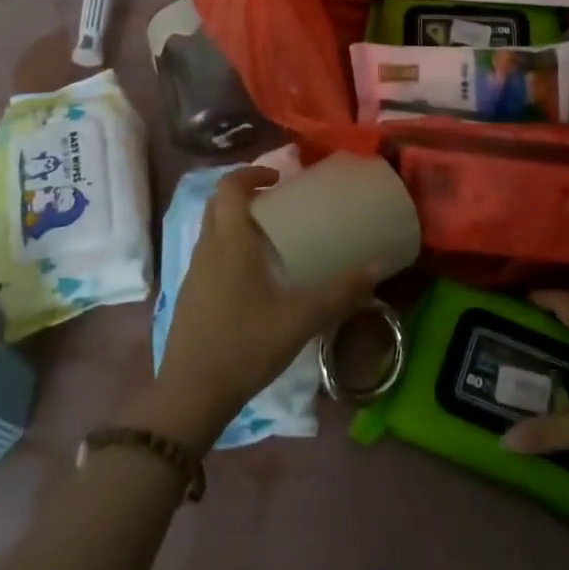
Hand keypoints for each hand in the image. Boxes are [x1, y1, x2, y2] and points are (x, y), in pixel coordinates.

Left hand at [147, 167, 380, 446]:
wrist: (190, 396)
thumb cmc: (244, 346)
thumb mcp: (300, 319)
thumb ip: (340, 292)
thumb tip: (378, 266)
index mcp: (229, 242)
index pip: (230, 187)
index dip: (252, 173)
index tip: (280, 179)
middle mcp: (207, 249)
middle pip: (218, 203)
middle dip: (246, 194)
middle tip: (280, 203)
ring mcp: (194, 273)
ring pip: (213, 230)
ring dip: (238, 221)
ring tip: (273, 237)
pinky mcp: (190, 296)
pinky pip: (210, 255)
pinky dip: (231, 248)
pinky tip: (256, 278)